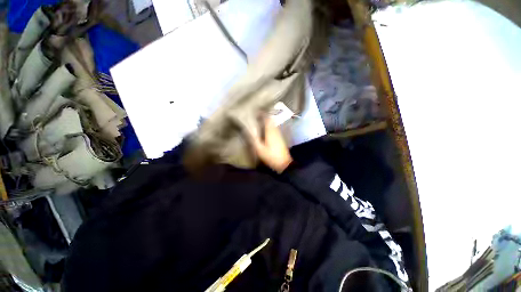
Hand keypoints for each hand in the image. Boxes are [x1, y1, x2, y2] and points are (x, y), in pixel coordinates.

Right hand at [249, 118, 292, 172]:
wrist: (284, 163)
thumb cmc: (271, 156)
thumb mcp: (260, 149)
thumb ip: (254, 139)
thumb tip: (248, 130)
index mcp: (270, 131)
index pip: (267, 118)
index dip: (262, 113)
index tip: (256, 111)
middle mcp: (276, 130)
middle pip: (271, 119)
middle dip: (264, 115)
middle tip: (257, 115)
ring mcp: (279, 134)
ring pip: (273, 123)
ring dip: (268, 120)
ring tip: (260, 120)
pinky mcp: (281, 138)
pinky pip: (275, 128)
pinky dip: (270, 125)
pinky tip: (266, 129)